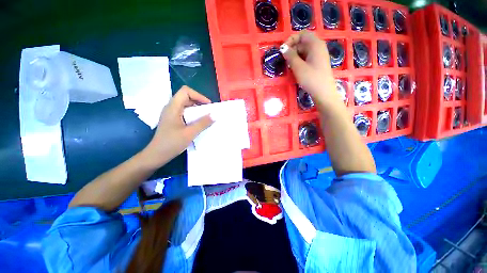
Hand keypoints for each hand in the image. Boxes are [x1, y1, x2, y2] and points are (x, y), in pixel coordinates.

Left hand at [142, 86, 213, 167]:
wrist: (156, 155)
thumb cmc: (171, 143)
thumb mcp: (190, 133)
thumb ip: (203, 123)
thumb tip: (215, 115)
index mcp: (173, 107)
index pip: (186, 91)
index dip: (198, 95)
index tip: (208, 105)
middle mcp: (171, 107)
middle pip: (186, 96)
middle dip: (199, 101)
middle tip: (209, 111)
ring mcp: (171, 114)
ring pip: (185, 104)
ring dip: (197, 108)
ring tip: (206, 116)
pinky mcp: (172, 120)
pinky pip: (184, 112)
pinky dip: (193, 114)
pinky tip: (198, 122)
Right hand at [281, 30, 339, 106]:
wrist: (323, 92)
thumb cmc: (311, 78)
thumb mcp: (298, 67)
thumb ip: (290, 56)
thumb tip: (283, 48)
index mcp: (315, 44)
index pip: (302, 34)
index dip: (291, 39)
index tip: (283, 50)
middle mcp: (318, 47)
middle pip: (303, 42)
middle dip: (292, 48)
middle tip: (284, 59)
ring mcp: (319, 55)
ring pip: (304, 50)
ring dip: (295, 55)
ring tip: (289, 65)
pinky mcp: (317, 63)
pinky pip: (307, 57)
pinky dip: (299, 60)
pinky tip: (295, 68)